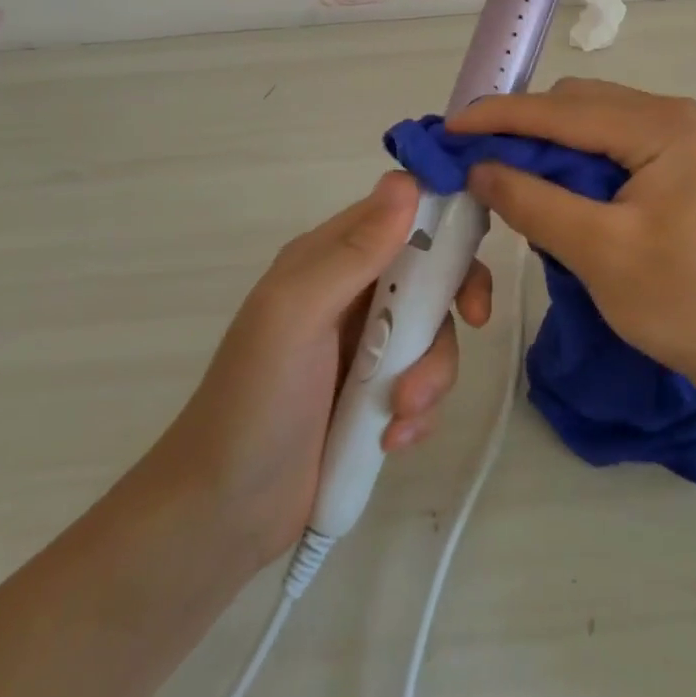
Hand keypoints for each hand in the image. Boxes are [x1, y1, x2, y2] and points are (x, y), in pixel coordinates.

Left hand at [145, 172, 490, 573]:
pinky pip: (426, 382)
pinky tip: (394, 439)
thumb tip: (405, 181)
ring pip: (435, 331)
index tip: (473, 244)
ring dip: (432, 372)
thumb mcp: (297, 315)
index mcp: (331, 257)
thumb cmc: (254, 400)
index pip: (401, 212)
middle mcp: (354, 291)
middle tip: (474, 319)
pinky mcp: (379, 394)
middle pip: (433, 270)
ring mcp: (369, 344)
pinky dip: (420, 410)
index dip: (443, 217)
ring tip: (401, 413)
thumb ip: (354, 252)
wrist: (221, 516)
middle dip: (455, 297)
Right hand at [451, 78, 695, 388]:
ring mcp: (679, 135)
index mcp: (663, 125)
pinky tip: (551, 188)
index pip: (564, 110)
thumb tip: (477, 168)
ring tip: (505, 176)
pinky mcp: (676, 161)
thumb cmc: (685, 302)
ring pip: (591, 123)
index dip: (500, 116)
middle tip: (474, 161)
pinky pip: (609, 145)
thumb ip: (533, 202)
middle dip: (522, 129)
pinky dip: (573, 162)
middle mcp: (672, 115)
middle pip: (577, 106)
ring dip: (546, 146)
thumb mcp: (599, 253)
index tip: (448, 129)